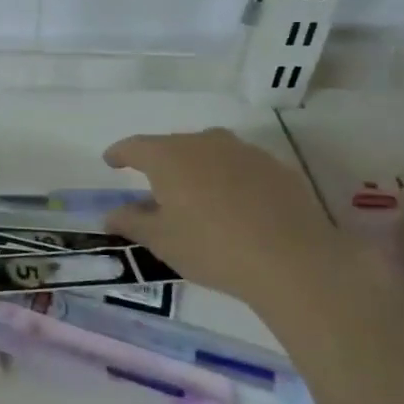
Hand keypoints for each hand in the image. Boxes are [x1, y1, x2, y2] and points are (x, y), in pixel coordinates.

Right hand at [102, 128, 354, 316]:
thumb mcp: (162, 241)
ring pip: (209, 152)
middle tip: (154, 186)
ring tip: (196, 194)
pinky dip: (228, 178)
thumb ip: (131, 222)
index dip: (120, 153)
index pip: (135, 146)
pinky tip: (234, 204)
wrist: (293, 260)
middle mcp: (204, 142)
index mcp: (169, 156)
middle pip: (173, 145)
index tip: (111, 161)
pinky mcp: (275, 167)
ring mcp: (244, 151)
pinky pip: (240, 166)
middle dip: (160, 162)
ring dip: (197, 167)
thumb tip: (111, 214)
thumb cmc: (212, 247)